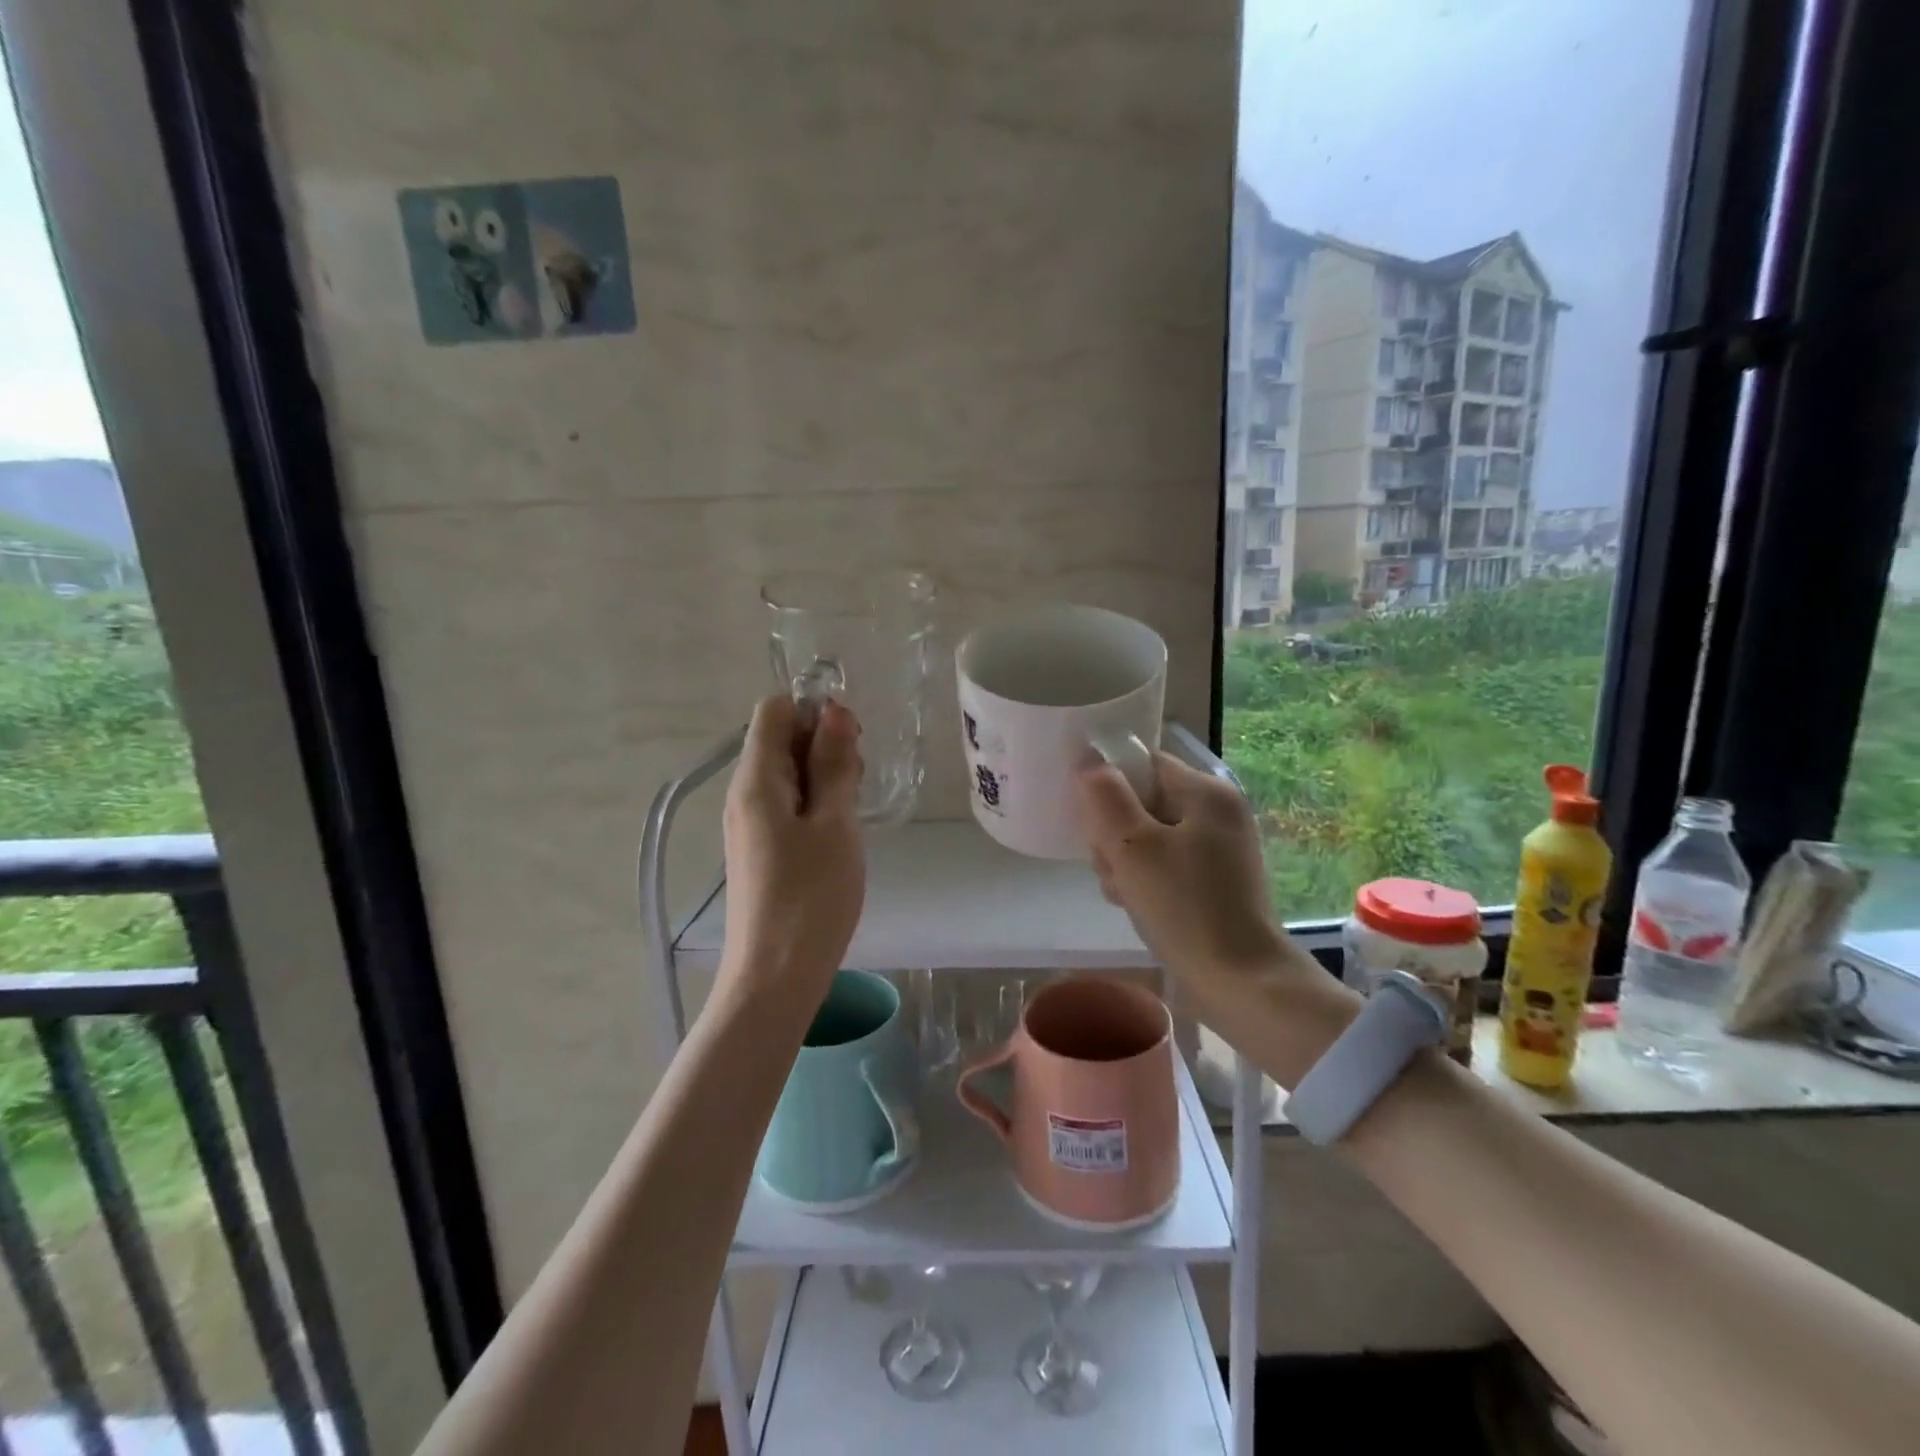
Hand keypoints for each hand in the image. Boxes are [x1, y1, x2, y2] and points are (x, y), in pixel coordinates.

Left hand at [720, 695, 864, 1006]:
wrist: (776, 977)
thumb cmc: (811, 897)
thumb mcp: (835, 824)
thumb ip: (834, 764)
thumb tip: (833, 710)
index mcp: (756, 780)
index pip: (774, 709)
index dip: (814, 711)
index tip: (850, 742)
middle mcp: (744, 793)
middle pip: (781, 738)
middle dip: (824, 745)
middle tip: (858, 783)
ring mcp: (749, 822)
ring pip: (788, 773)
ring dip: (825, 777)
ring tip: (853, 811)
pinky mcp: (760, 848)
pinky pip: (788, 804)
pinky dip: (816, 804)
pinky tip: (839, 832)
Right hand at [1078, 753, 1296, 992]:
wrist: (1240, 982)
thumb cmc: (1184, 906)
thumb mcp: (1133, 846)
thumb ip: (1105, 796)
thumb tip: (1088, 758)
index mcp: (1206, 792)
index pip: (1143, 764)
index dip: (1110, 786)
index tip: (1093, 823)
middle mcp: (1217, 812)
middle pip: (1143, 801)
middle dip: (1114, 833)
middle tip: (1110, 867)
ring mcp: (1219, 849)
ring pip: (1149, 837)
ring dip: (1124, 861)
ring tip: (1122, 892)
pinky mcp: (1215, 881)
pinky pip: (1166, 864)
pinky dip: (1146, 880)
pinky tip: (1135, 905)